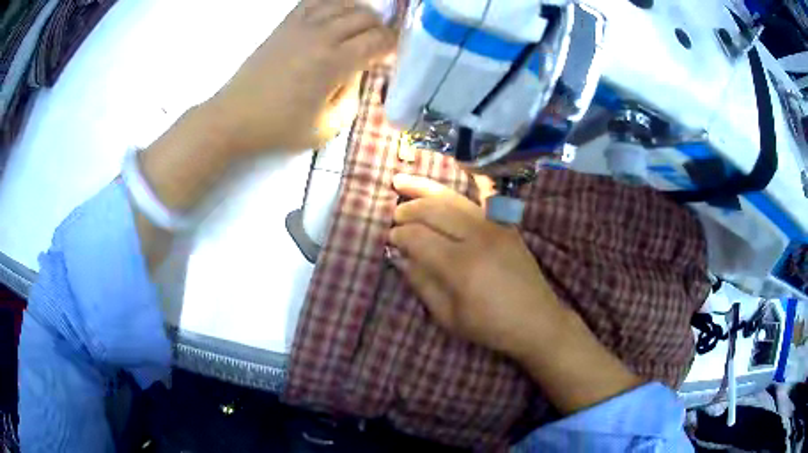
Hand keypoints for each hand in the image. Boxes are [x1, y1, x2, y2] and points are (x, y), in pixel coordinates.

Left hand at [209, 0, 396, 153]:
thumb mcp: (327, 127)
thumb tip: (359, 72)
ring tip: (361, 27)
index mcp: (335, 63)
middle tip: (378, 43)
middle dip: (380, 28)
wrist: (235, 117)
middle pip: (366, 17)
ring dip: (360, 12)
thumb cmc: (279, 128)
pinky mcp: (285, 23)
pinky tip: (337, 13)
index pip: (379, 40)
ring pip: (345, 3)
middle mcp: (322, 36)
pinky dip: (333, 2)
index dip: (393, 44)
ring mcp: (302, 25)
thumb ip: (353, 98)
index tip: (392, 54)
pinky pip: (315, 0)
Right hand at [389, 174, 642, 413]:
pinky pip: (486, 195)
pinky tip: (461, 166)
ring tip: (402, 180)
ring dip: (425, 189)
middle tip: (393, 214)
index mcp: (460, 266)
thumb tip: (401, 257)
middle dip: (408, 209)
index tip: (389, 239)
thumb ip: (422, 283)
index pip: (418, 238)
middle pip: (433, 211)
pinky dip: (472, 179)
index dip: (398, 235)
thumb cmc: (490, 326)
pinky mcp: (506, 224)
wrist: (536, 320)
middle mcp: (477, 238)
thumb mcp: (448, 316)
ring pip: (453, 198)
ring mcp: (494, 226)